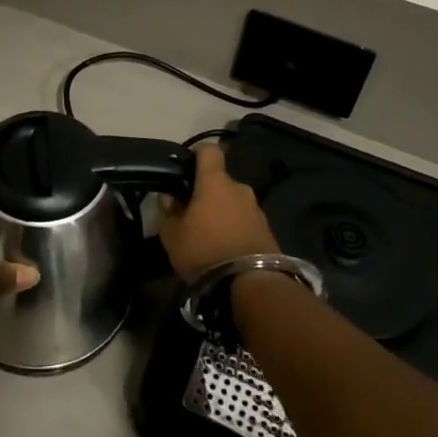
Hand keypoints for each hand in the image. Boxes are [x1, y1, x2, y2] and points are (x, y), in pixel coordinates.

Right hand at [158, 144, 279, 282]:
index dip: (197, 154)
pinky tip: (226, 250)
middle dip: (207, 194)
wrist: (251, 286)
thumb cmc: (205, 251)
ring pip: (234, 203)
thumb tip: (169, 198)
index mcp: (215, 182)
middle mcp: (240, 189)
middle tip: (192, 214)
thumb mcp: (172, 236)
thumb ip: (168, 212)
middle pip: (220, 182)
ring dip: (223, 213)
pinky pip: (246, 222)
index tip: (185, 168)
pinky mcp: (269, 232)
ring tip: (210, 237)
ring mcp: (257, 210)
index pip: (209, 150)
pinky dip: (236, 229)